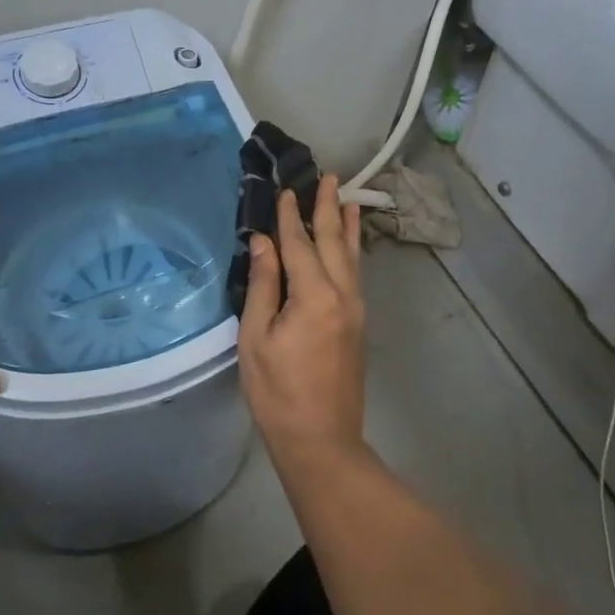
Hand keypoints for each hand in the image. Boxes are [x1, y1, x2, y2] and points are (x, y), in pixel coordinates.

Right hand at [237, 174, 366, 469]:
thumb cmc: (277, 391)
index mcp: (314, 296)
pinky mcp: (358, 323)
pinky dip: (352, 251)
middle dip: (329, 208)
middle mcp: (342, 295)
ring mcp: (356, 309)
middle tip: (330, 175)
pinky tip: (349, 245)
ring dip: (347, 225)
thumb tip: (265, 242)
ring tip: (348, 198)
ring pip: (351, 257)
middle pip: (333, 242)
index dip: (290, 216)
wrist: (321, 438)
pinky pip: (355, 274)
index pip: (299, 244)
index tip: (286, 189)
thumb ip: (264, 285)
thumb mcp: (256, 338)